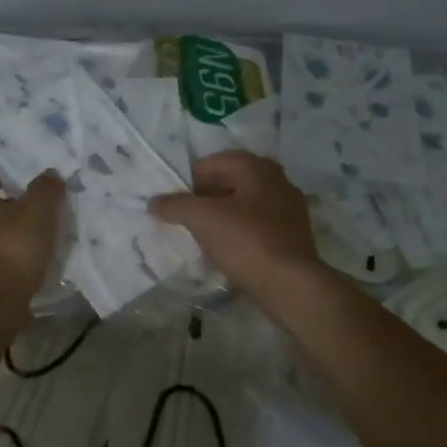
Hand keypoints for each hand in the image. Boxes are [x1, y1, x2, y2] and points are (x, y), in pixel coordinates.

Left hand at [0, 168, 66, 298]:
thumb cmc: (13, 248)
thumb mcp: (39, 213)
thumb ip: (45, 190)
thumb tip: (49, 174)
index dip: (6, 177)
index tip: (26, 185)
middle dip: (5, 208)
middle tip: (32, 213)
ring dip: (2, 234)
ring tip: (30, 242)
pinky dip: (0, 258)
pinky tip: (19, 265)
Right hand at [150, 151, 322, 296]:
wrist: (289, 283)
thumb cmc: (245, 240)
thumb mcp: (201, 218)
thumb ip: (175, 205)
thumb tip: (154, 202)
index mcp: (257, 167)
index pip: (213, 162)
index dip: (188, 179)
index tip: (172, 201)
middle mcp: (277, 181)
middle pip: (230, 182)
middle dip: (204, 198)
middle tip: (183, 217)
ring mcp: (289, 209)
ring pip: (243, 205)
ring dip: (220, 216)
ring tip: (200, 235)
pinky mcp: (292, 235)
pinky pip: (257, 226)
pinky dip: (238, 233)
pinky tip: (224, 251)